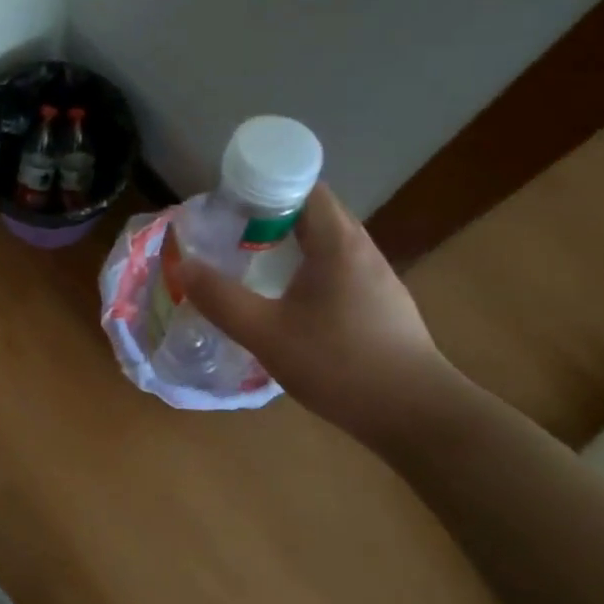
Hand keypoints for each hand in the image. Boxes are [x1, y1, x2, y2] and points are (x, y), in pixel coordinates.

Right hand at [174, 184, 456, 451]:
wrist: (419, 418)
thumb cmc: (341, 365)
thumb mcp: (267, 334)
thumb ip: (221, 299)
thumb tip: (184, 266)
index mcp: (338, 243)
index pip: (305, 186)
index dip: (265, 185)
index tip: (230, 204)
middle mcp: (362, 250)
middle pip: (314, 211)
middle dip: (270, 213)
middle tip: (230, 232)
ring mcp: (378, 278)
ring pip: (328, 242)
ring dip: (290, 242)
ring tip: (252, 261)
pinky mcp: (383, 305)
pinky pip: (338, 267)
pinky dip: (309, 267)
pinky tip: (288, 299)